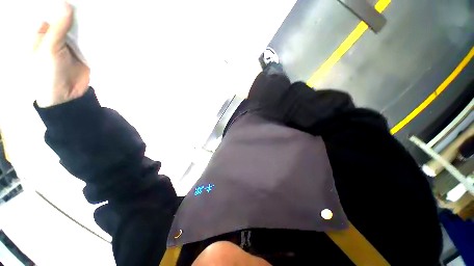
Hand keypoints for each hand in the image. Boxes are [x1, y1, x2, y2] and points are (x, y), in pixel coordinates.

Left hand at [33, 2, 89, 107]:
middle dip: (70, 7)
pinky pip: (81, 25)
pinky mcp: (75, 41)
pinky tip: (92, 14)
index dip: (56, 5)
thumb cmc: (50, 78)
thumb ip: (56, 28)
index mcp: (38, 39)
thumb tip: (65, 4)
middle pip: (60, 13)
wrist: (68, 98)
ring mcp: (63, 37)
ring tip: (89, 4)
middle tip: (80, 1)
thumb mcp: (49, 52)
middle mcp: (50, 35)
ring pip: (72, 18)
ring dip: (79, 13)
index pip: (47, 14)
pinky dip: (86, 20)